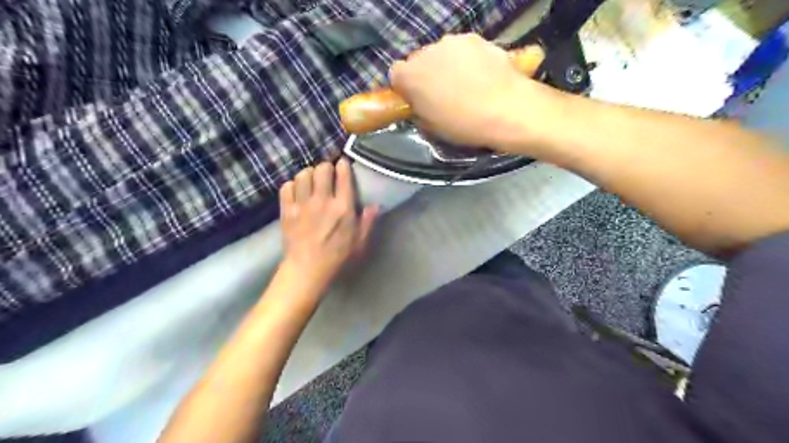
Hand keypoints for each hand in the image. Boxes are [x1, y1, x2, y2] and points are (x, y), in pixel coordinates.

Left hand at [279, 158, 377, 289]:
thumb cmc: (338, 256)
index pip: (343, 175)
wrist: (308, 269)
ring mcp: (302, 204)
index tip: (343, 164)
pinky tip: (298, 192)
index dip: (343, 165)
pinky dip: (293, 185)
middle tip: (327, 174)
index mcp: (343, 207)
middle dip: (326, 167)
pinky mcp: (287, 210)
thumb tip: (376, 205)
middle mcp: (322, 200)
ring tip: (312, 181)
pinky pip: (287, 186)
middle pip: (322, 168)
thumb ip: (368, 221)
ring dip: (309, 174)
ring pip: (303, 174)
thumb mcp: (360, 242)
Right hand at [390, 34, 556, 151]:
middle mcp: (426, 52)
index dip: (405, 87)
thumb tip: (420, 105)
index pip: (396, 74)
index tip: (416, 99)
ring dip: (446, 66)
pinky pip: (463, 50)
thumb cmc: (464, 125)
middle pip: (419, 60)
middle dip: (426, 75)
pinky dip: (467, 60)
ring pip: (441, 53)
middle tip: (442, 94)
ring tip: (465, 85)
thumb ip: (419, 111)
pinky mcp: (476, 39)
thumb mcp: (432, 127)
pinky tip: (481, 77)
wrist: (506, 110)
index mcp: (410, 77)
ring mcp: (452, 42)